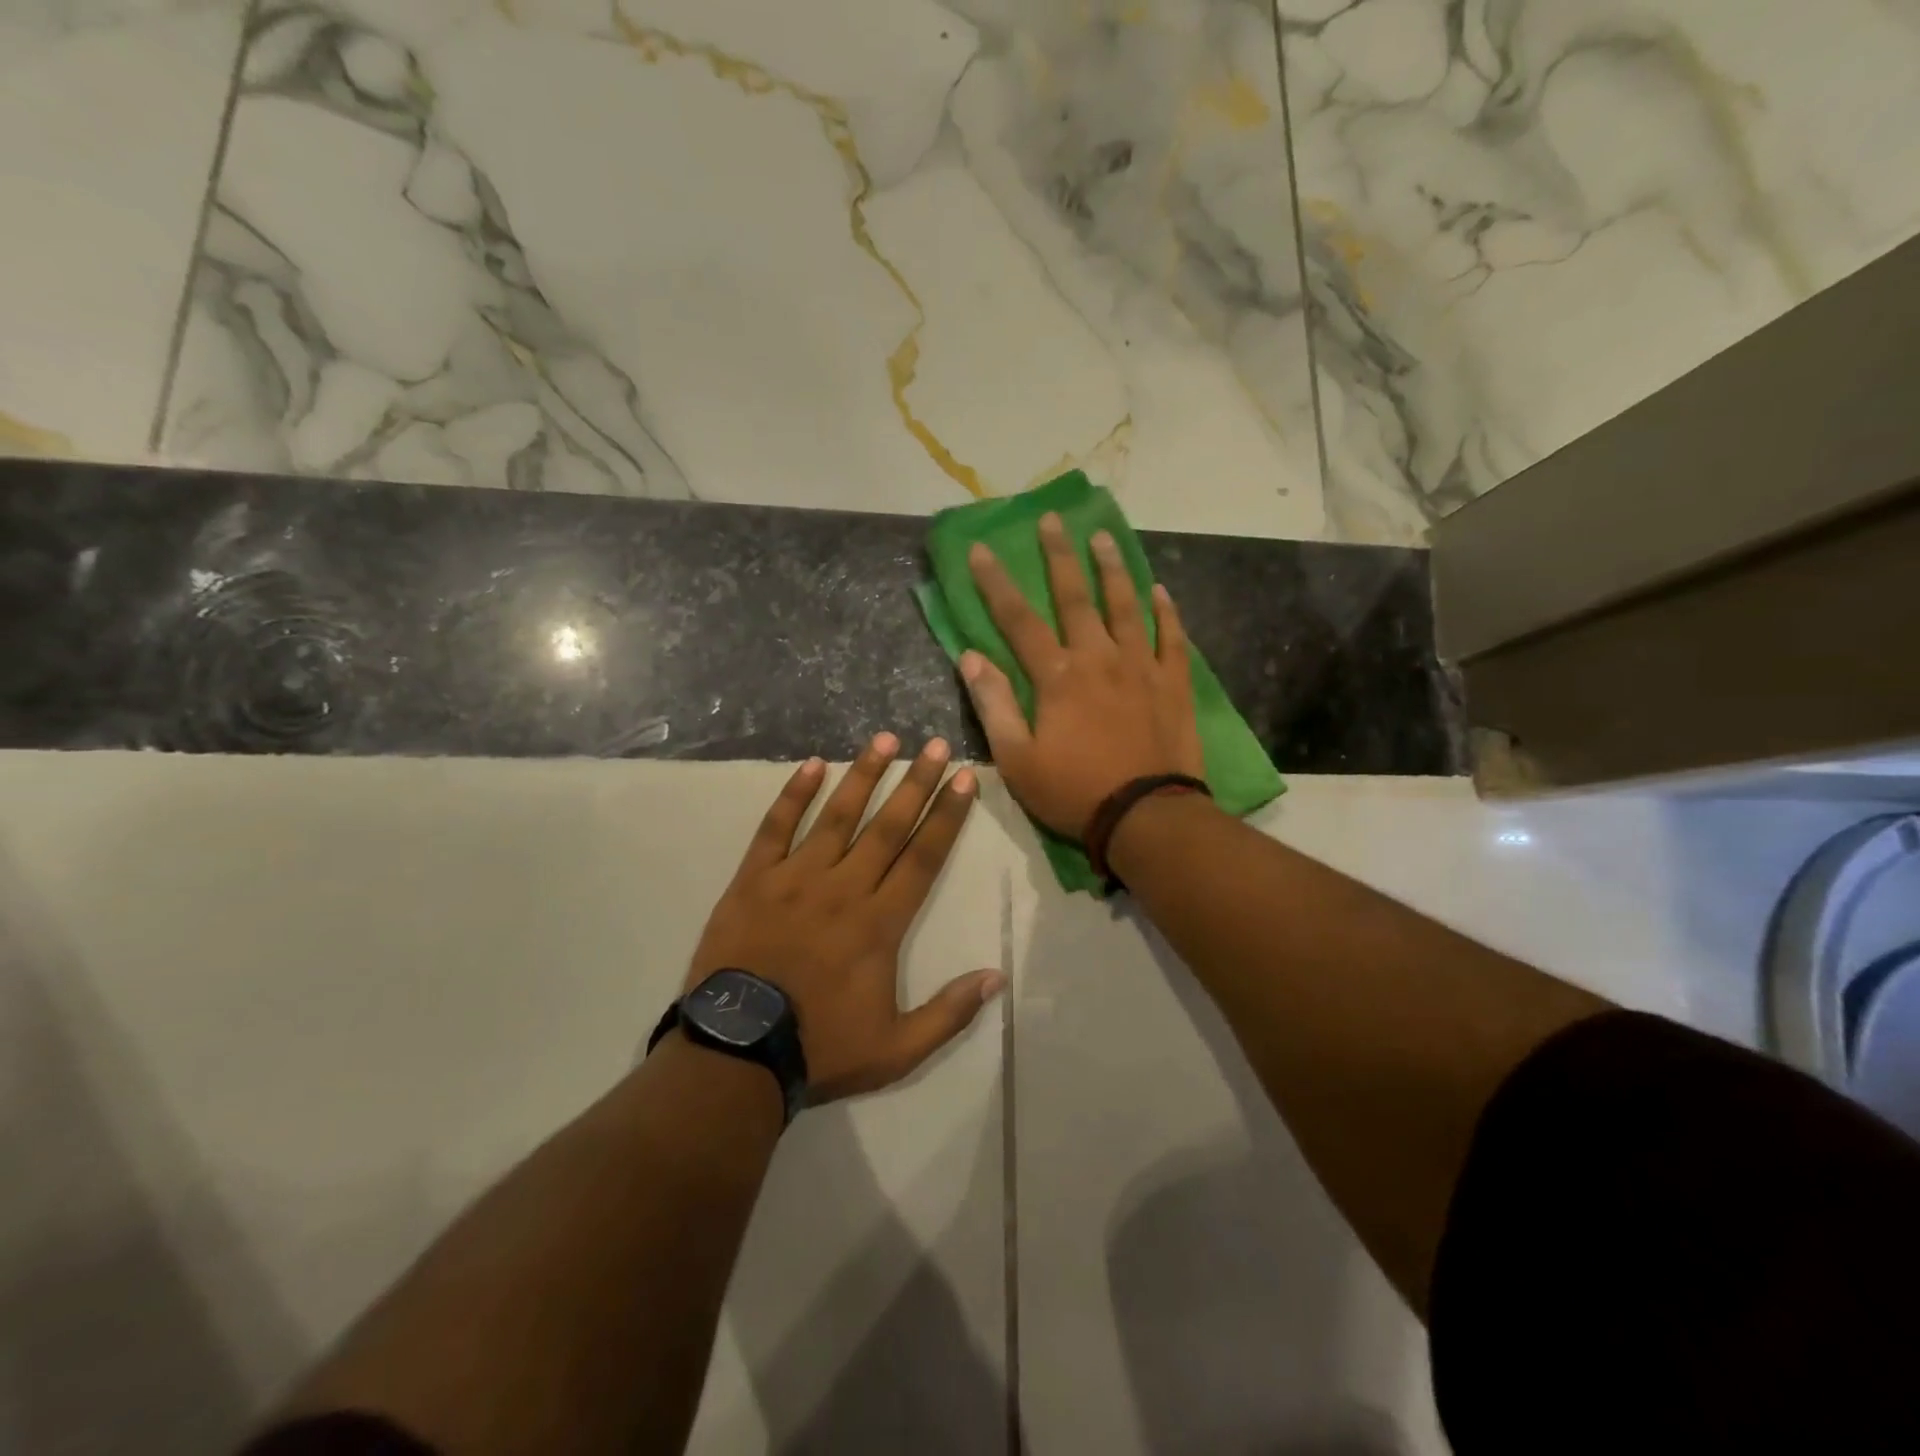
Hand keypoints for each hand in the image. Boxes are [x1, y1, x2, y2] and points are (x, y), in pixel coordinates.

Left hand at [688, 735, 1005, 1102]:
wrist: (737, 1054)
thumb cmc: (821, 1049)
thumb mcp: (897, 1049)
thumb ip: (949, 1012)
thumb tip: (997, 977)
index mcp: (880, 923)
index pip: (923, 857)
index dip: (947, 816)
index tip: (964, 779)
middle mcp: (843, 888)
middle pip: (888, 826)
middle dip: (916, 783)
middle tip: (936, 745)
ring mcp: (795, 879)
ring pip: (837, 817)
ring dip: (863, 775)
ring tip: (885, 740)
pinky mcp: (753, 881)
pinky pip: (775, 829)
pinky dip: (793, 795)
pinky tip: (811, 765)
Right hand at [960, 512, 1203, 840]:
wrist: (1146, 817)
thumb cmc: (1073, 792)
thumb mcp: (1016, 759)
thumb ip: (993, 704)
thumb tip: (970, 657)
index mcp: (1057, 677)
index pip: (1018, 619)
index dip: (996, 583)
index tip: (981, 549)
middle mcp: (1099, 658)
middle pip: (1075, 597)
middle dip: (1059, 556)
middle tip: (1051, 520)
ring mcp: (1141, 667)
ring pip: (1126, 605)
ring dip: (1112, 568)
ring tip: (1103, 536)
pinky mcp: (1173, 683)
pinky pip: (1171, 637)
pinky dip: (1165, 611)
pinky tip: (1160, 589)